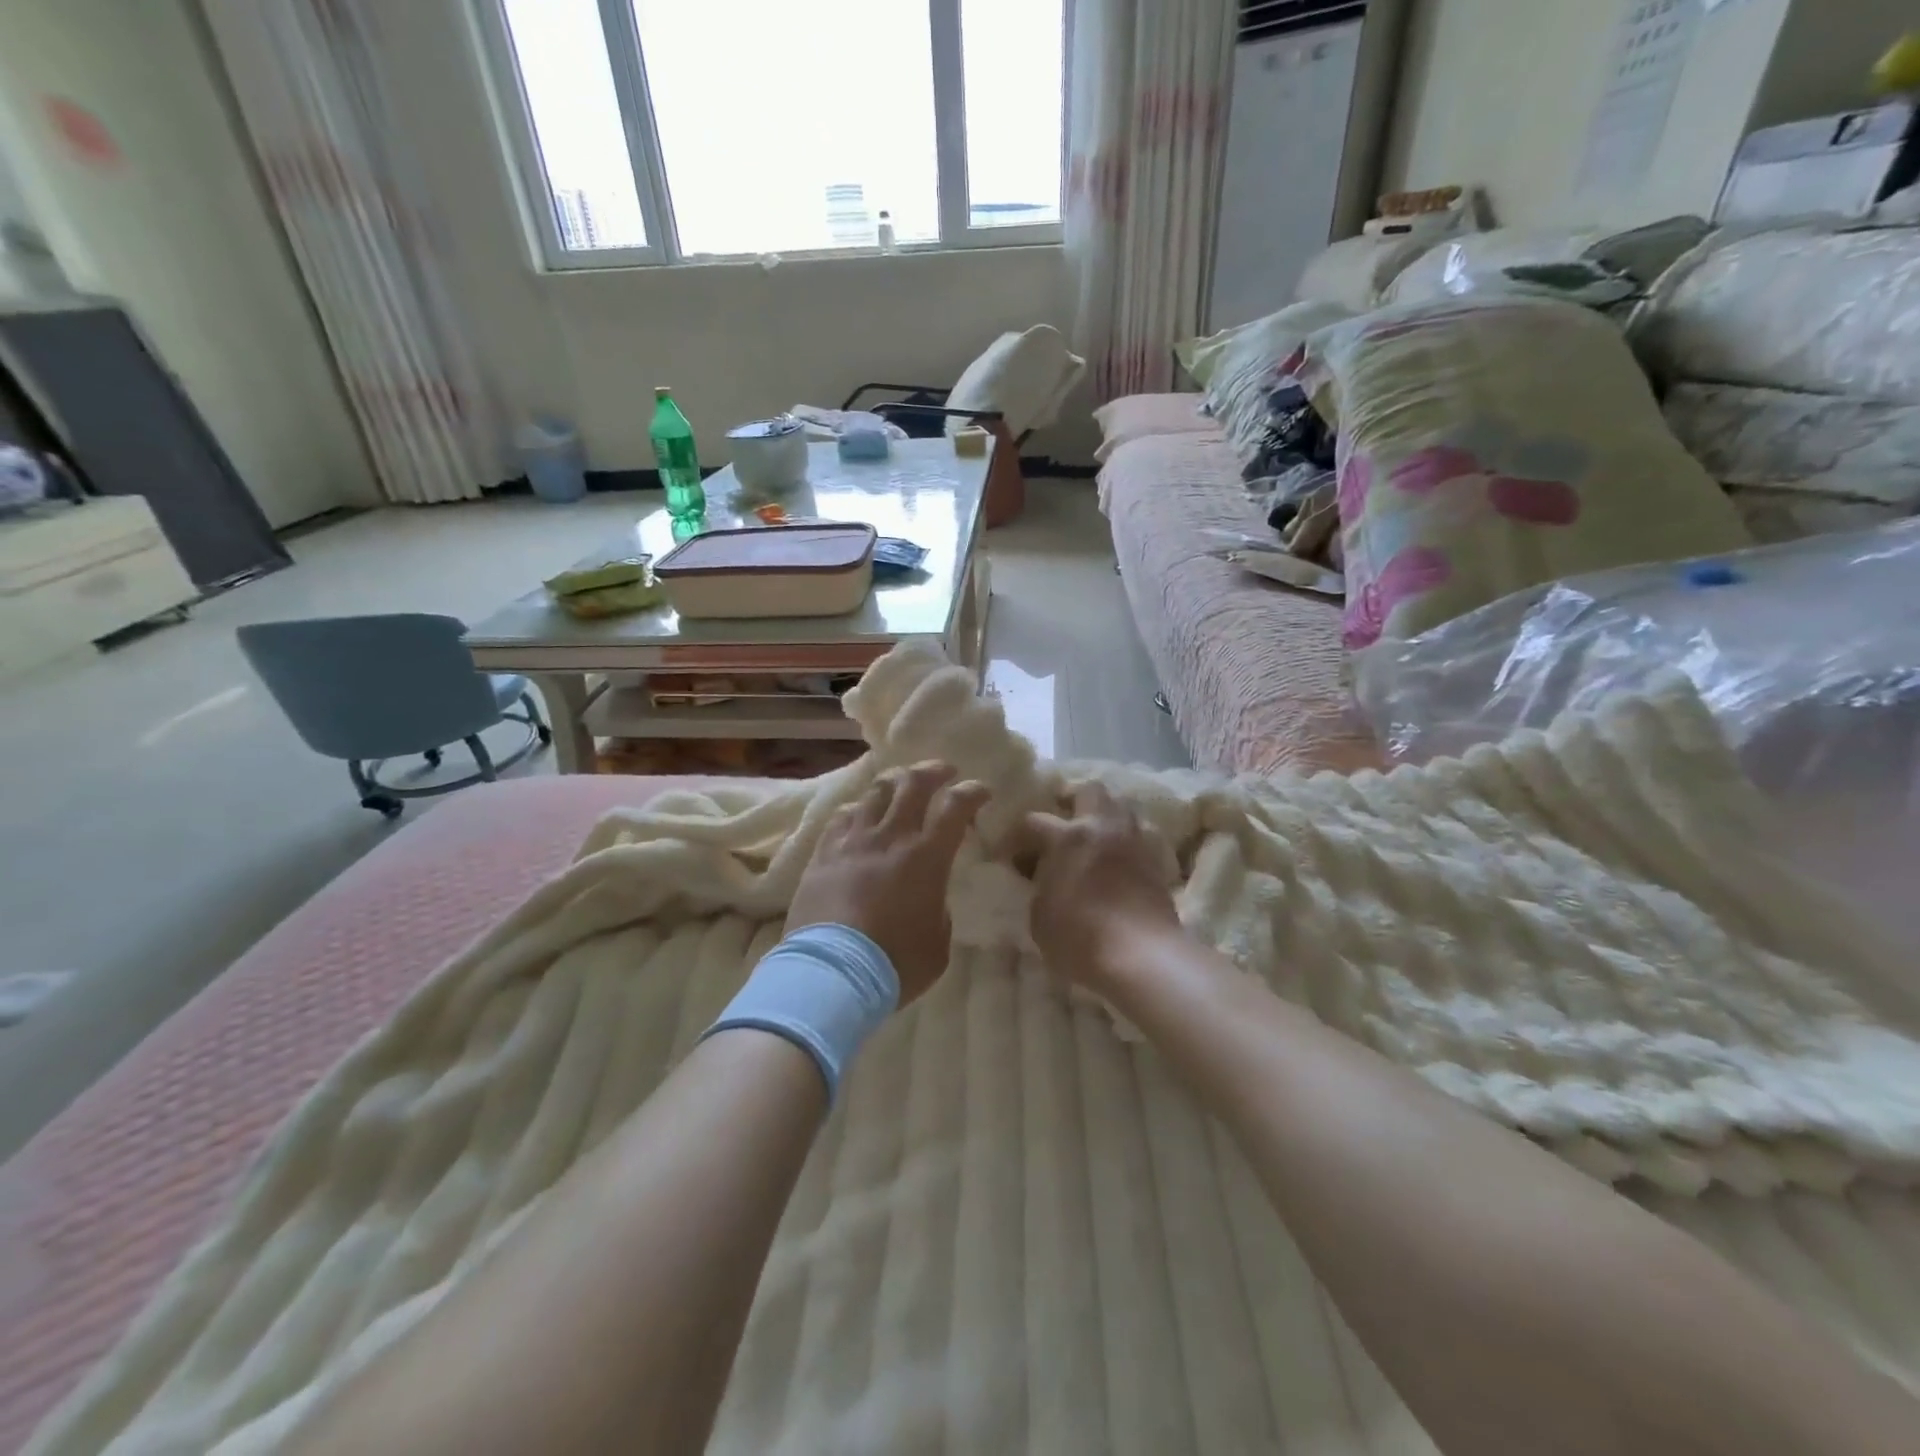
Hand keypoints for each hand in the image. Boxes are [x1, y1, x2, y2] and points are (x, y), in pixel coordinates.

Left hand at [787, 762, 988, 1005]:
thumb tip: (930, 896)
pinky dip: (858, 809)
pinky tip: (860, 815)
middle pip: (912, 783)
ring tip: (900, 785)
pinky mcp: (822, 854)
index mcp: (927, 856)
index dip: (972, 792)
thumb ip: (939, 910)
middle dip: (933, 770)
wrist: (832, 974)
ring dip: (894, 783)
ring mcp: (852, 841)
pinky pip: (842, 817)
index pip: (955, 806)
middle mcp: (890, 837)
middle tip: (943, 772)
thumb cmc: (895, 963)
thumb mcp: (938, 942)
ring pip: (874, 792)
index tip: (981, 791)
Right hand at [1023, 784, 1181, 989]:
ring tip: (1091, 842)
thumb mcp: (1040, 918)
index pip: (1033, 821)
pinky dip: (1124, 842)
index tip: (1008, 855)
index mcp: (1068, 837)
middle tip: (1060, 826)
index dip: (1016, 836)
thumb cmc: (1080, 938)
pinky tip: (1115, 864)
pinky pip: (1137, 836)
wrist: (1142, 958)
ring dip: (1103, 818)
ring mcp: (1133, 842)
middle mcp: (1103, 828)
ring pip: (1120, 807)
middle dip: (1072, 801)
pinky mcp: (1155, 862)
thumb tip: (1042, 881)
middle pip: (1089, 790)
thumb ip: (1038, 889)